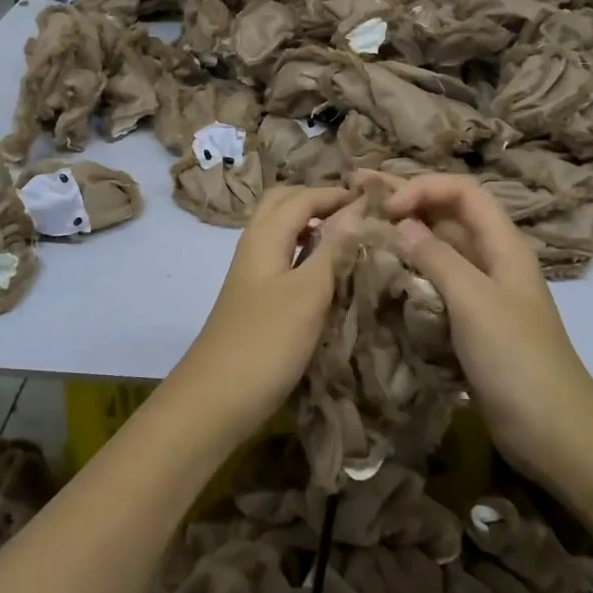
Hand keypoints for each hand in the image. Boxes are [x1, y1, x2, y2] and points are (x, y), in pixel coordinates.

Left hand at [163, 185, 362, 449]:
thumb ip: (333, 250)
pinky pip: (284, 260)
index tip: (376, 199)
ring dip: (313, 226)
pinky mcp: (257, 301)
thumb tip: (357, 210)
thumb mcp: (307, 293)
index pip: (302, 197)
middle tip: (358, 213)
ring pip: (283, 233)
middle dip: (319, 201)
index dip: (336, 193)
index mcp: (263, 236)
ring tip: (352, 238)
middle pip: (284, 205)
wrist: (216, 399)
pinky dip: (308, 254)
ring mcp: (253, 275)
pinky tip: (330, 274)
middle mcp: (254, 247)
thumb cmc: (265, 342)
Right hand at [379, 173, 592, 483]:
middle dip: (406, 203)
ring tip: (360, 233)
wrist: (554, 433)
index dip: (424, 188)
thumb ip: (437, 258)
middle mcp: (491, 260)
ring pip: (438, 251)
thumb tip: (400, 223)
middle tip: (356, 194)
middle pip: (447, 216)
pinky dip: (408, 275)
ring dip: (403, 239)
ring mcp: (480, 293)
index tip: (386, 210)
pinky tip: (379, 278)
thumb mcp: (475, 302)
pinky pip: (434, 286)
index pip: (462, 192)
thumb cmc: (517, 360)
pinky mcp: (469, 323)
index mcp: (503, 245)